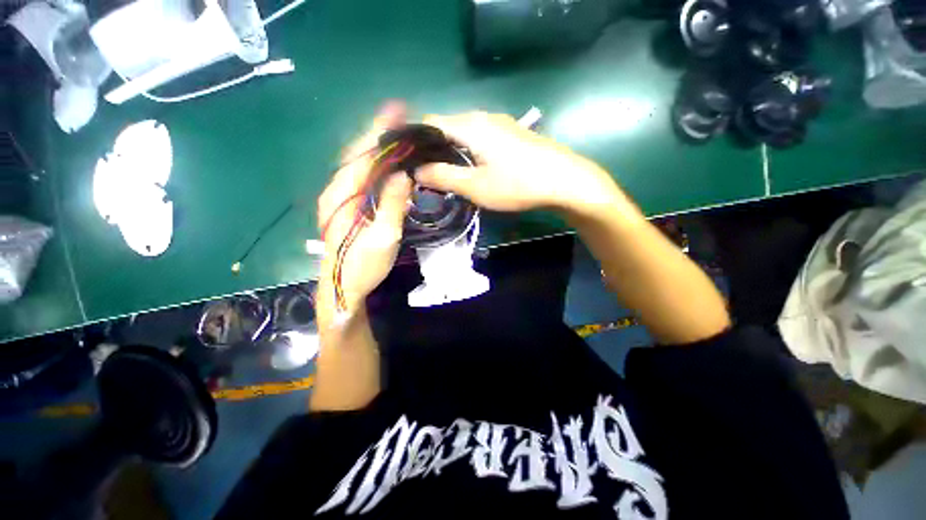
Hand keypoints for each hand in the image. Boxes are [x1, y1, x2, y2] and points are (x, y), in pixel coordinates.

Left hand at [316, 103, 412, 313]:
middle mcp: (337, 191)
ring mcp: (340, 198)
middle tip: (401, 119)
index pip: (362, 156)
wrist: (343, 287)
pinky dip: (375, 165)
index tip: (396, 112)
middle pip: (358, 155)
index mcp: (342, 196)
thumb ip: (392, 206)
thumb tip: (404, 174)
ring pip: (359, 165)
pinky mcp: (347, 205)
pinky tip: (389, 162)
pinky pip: (362, 178)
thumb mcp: (383, 238)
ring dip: (377, 148)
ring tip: (398, 135)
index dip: (379, 133)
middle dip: (378, 134)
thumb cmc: (363, 266)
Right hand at [416, 112, 623, 216]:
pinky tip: (473, 168)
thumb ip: (443, 177)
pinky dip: (469, 151)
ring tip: (448, 174)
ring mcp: (500, 123)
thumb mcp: (476, 186)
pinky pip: (480, 137)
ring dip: (452, 151)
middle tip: (429, 175)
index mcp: (469, 125)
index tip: (410, 164)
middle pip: (447, 126)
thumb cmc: (517, 184)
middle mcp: (482, 116)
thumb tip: (417, 171)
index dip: (416, 141)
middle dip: (434, 148)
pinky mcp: (511, 133)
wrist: (564, 180)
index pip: (430, 122)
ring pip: (464, 132)